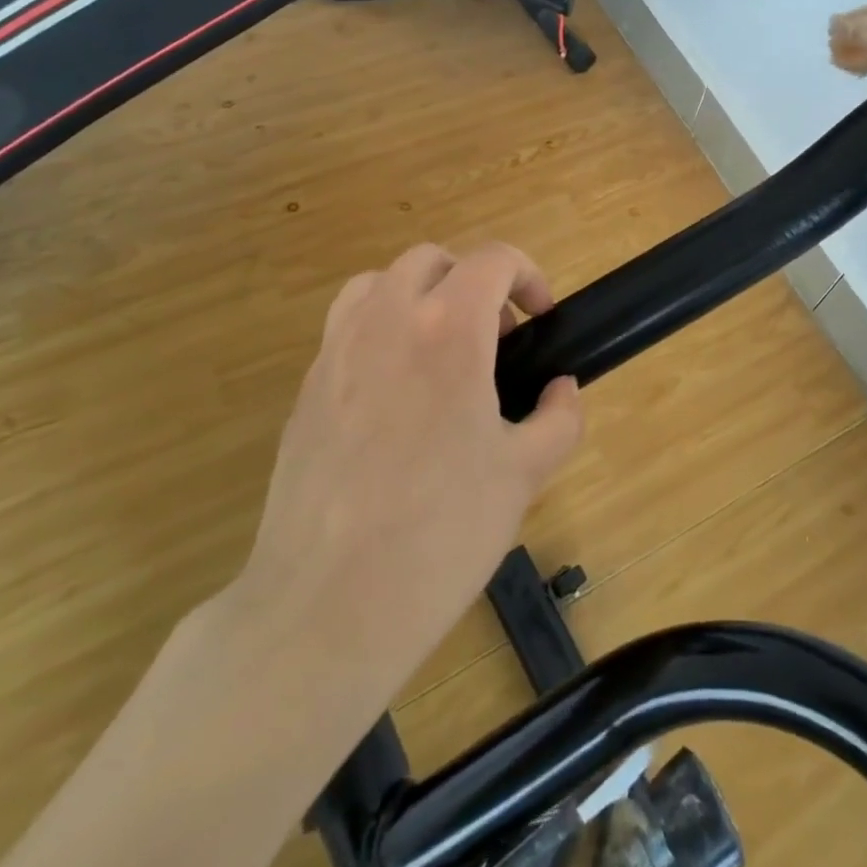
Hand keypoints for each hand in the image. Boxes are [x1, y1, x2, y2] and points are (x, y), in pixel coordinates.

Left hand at [236, 241, 582, 674]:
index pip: (492, 260)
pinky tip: (398, 396)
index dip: (528, 276)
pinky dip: (381, 331)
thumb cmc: (441, 532)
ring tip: (442, 351)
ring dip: (420, 296)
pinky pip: (347, 329)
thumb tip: (561, 390)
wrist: (327, 605)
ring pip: (380, 283)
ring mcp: (336, 352)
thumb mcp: (524, 474)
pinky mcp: (306, 389)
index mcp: (447, 330)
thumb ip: (559, 418)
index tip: (542, 317)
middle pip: (432, 260)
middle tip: (497, 337)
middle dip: (474, 281)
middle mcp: (387, 321)